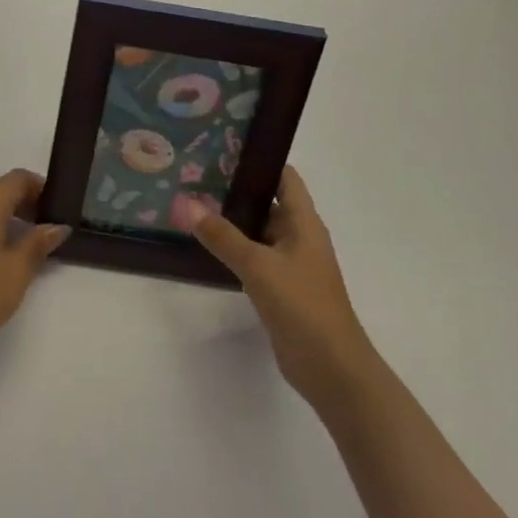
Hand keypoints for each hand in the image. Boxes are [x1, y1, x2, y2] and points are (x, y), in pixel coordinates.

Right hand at [191, 167, 376, 404]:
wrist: (332, 368)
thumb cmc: (302, 305)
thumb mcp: (258, 266)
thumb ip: (222, 235)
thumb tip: (185, 203)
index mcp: (304, 221)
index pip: (284, 176)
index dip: (258, 160)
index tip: (222, 149)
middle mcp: (299, 236)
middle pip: (268, 202)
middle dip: (235, 190)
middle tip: (195, 176)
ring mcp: (291, 264)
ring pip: (258, 232)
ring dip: (232, 221)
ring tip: (193, 205)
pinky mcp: (281, 288)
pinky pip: (255, 258)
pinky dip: (234, 249)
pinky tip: (206, 247)